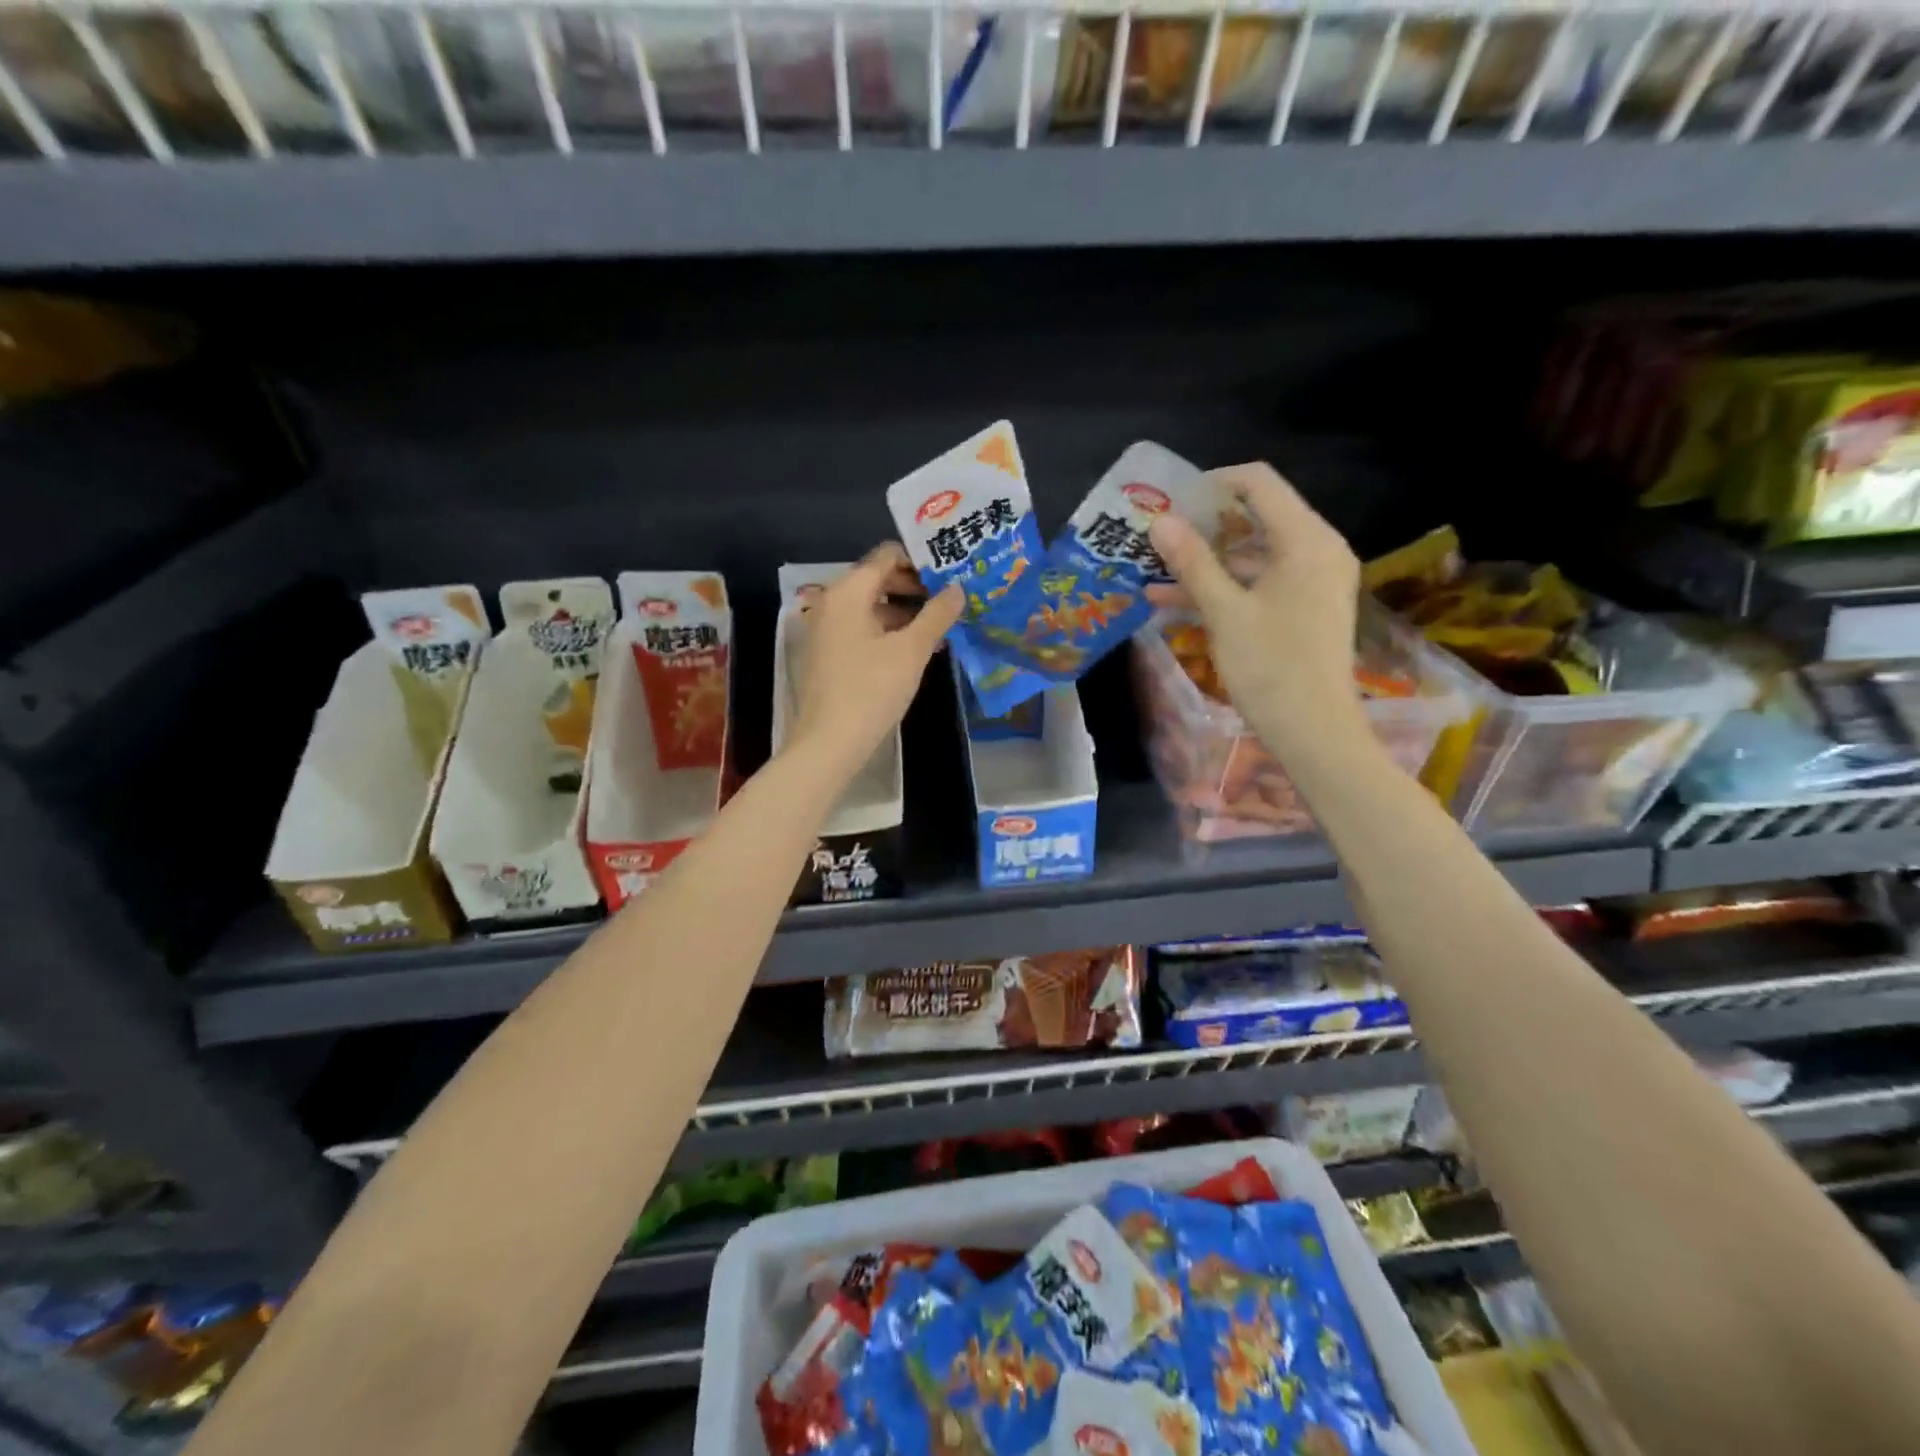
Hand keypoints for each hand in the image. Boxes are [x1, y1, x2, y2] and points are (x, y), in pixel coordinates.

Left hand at [790, 543, 962, 777]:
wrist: (828, 743)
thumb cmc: (872, 690)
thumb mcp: (911, 651)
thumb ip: (936, 615)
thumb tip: (958, 588)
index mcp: (848, 591)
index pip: (887, 555)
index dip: (920, 560)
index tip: (950, 574)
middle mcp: (831, 602)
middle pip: (877, 579)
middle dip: (915, 587)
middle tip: (951, 600)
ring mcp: (825, 629)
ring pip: (870, 606)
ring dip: (904, 612)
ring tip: (940, 627)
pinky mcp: (826, 654)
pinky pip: (861, 628)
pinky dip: (887, 630)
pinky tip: (914, 649)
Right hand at [1146, 463, 1364, 754]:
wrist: (1313, 731)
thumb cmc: (1271, 667)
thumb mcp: (1225, 612)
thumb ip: (1192, 562)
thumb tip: (1160, 521)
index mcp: (1306, 540)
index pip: (1259, 484)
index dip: (1212, 484)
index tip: (1170, 501)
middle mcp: (1316, 550)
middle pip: (1256, 517)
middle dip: (1203, 525)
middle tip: (1157, 534)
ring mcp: (1311, 580)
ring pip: (1252, 554)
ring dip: (1206, 561)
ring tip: (1154, 568)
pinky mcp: (1303, 607)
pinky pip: (1259, 582)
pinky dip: (1223, 587)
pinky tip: (1172, 600)